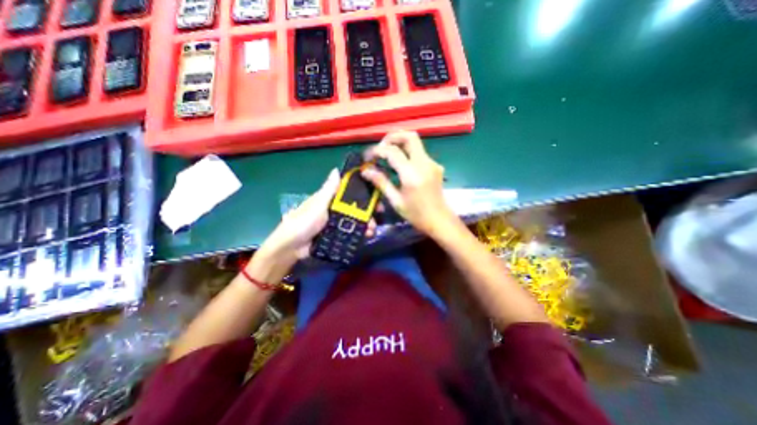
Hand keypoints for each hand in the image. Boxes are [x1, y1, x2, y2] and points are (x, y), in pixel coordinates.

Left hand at [260, 167, 375, 261]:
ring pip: (355, 220)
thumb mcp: (317, 204)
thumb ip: (328, 190)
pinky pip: (351, 232)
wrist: (292, 247)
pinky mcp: (337, 235)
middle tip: (378, 215)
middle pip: (355, 207)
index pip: (349, 192)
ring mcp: (337, 223)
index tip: (375, 196)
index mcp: (330, 199)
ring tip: (372, 229)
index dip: (363, 192)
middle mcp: (335, 209)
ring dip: (366, 223)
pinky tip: (367, 235)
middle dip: (367, 211)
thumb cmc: (303, 222)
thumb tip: (336, 170)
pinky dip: (360, 233)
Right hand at [360, 129, 455, 236]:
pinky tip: (401, 164)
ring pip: (416, 142)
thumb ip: (381, 182)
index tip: (368, 156)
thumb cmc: (416, 214)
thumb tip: (366, 171)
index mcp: (412, 174)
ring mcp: (432, 163)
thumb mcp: (395, 200)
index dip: (377, 150)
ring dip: (400, 143)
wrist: (439, 220)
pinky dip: (408, 152)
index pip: (392, 151)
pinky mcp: (435, 165)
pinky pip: (419, 152)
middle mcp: (424, 164)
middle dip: (392, 137)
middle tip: (381, 147)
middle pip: (409, 136)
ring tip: (387, 154)